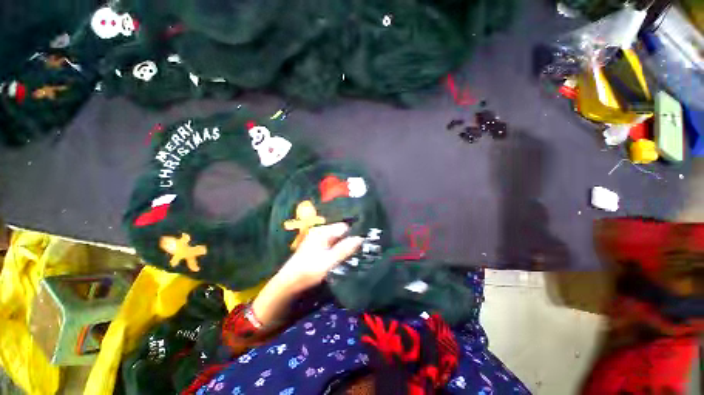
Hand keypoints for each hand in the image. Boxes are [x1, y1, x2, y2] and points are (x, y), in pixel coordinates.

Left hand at [251, 223, 362, 326]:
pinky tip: (342, 258)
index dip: (354, 234)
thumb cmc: (309, 271)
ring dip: (344, 247)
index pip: (344, 227)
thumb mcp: (329, 261)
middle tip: (359, 251)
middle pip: (341, 233)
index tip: (363, 244)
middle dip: (349, 241)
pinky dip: (338, 250)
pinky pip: (332, 245)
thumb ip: (345, 249)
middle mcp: (320, 232)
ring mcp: (318, 239)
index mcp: (322, 231)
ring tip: (353, 256)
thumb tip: (361, 238)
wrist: (288, 284)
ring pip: (337, 240)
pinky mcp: (317, 247)